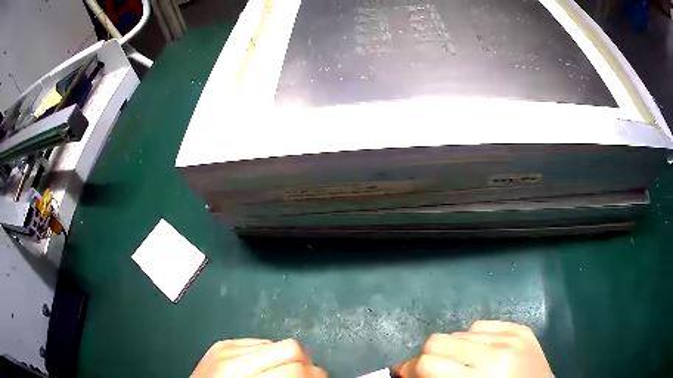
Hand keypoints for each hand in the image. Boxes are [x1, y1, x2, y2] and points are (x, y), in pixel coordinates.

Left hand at [191, 338, 326, 377]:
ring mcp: (225, 348)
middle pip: (291, 347)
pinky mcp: (221, 343)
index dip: (314, 374)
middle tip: (305, 376)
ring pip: (276, 342)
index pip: (296, 367)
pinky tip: (261, 367)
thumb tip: (316, 375)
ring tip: (279, 372)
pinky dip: (267, 354)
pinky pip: (258, 341)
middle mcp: (234, 360)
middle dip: (305, 363)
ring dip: (285, 358)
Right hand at [394, 320, 551, 376]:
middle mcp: (496, 353)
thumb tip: (407, 370)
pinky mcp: (521, 328)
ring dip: (454, 349)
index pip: (427, 364)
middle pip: (438, 341)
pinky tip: (483, 353)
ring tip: (464, 363)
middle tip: (435, 370)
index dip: (411, 370)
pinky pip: (482, 325)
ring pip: (459, 331)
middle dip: (429, 357)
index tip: (408, 376)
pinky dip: (474, 339)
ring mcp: (512, 336)